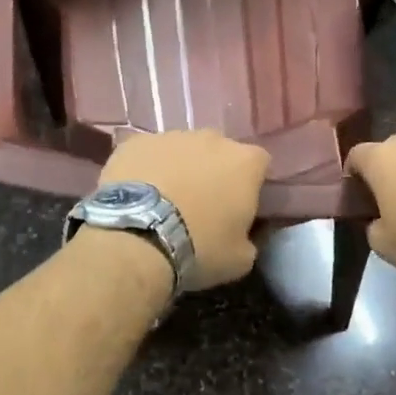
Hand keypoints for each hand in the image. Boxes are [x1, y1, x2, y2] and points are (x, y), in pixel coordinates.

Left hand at [100, 130, 270, 289]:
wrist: (138, 237)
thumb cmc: (200, 247)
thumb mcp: (240, 258)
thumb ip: (249, 238)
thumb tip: (243, 236)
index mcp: (245, 162)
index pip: (259, 164)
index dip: (250, 184)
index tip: (240, 206)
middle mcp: (212, 139)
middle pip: (219, 152)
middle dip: (213, 172)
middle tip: (201, 205)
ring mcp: (171, 136)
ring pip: (182, 150)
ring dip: (179, 169)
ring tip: (164, 202)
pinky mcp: (136, 142)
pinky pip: (148, 153)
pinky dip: (146, 169)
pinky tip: (137, 194)